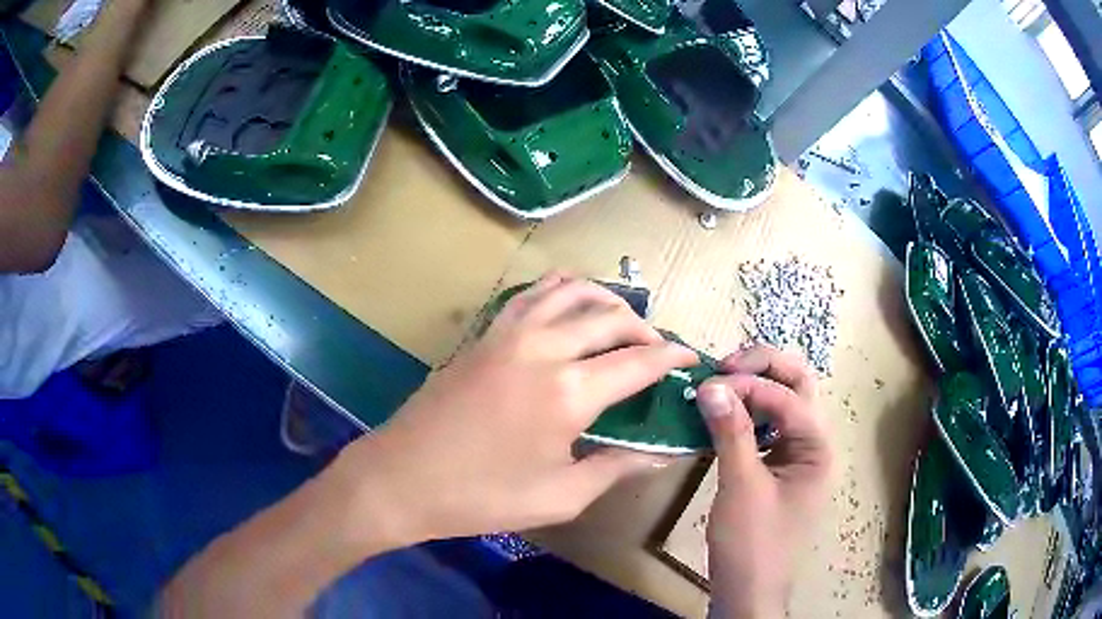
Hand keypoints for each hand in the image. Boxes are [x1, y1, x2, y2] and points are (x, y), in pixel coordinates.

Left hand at [331, 273, 698, 546]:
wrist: (403, 478)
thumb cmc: (483, 497)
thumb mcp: (561, 496)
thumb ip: (617, 468)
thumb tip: (662, 453)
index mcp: (569, 392)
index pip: (640, 361)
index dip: (673, 356)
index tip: (692, 357)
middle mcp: (544, 348)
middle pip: (611, 318)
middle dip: (645, 328)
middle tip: (659, 349)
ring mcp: (510, 333)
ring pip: (572, 292)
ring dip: (606, 300)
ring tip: (623, 319)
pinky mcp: (485, 334)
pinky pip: (531, 294)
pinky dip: (561, 289)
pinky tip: (569, 302)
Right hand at [695, 346, 832, 618]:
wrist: (749, 589)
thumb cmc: (751, 542)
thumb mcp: (741, 486)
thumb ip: (731, 432)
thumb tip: (711, 384)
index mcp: (818, 447)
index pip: (789, 397)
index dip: (751, 384)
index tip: (710, 383)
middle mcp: (815, 443)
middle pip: (799, 386)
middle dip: (765, 367)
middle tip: (725, 366)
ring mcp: (799, 454)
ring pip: (786, 401)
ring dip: (758, 384)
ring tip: (724, 381)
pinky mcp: (781, 466)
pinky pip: (770, 425)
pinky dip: (750, 411)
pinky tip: (726, 412)